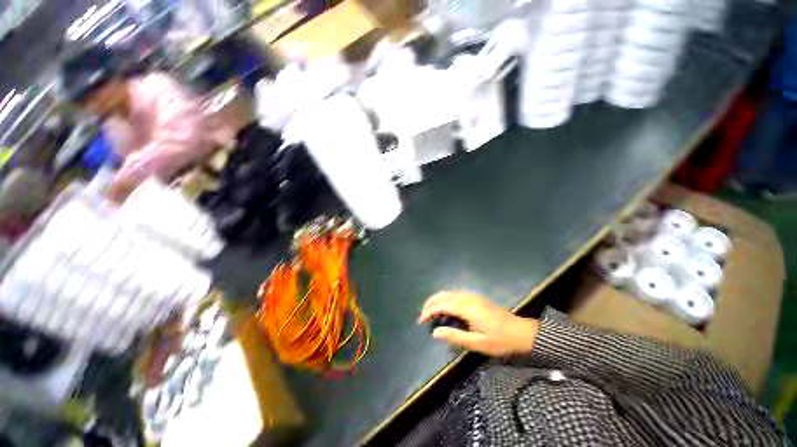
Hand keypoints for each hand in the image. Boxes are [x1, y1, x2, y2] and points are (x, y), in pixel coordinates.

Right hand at [418, 291, 538, 356]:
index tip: (420, 320)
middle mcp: (468, 298)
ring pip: (449, 292)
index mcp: (467, 308)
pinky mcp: (476, 297)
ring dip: (437, 299)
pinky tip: (444, 306)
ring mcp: (472, 296)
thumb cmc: (500, 340)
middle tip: (422, 314)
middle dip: (430, 302)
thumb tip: (434, 332)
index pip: (442, 305)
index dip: (429, 311)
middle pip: (444, 295)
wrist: (521, 332)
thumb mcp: (478, 343)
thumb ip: (455, 336)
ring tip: (429, 310)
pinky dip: (445, 298)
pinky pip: (455, 293)